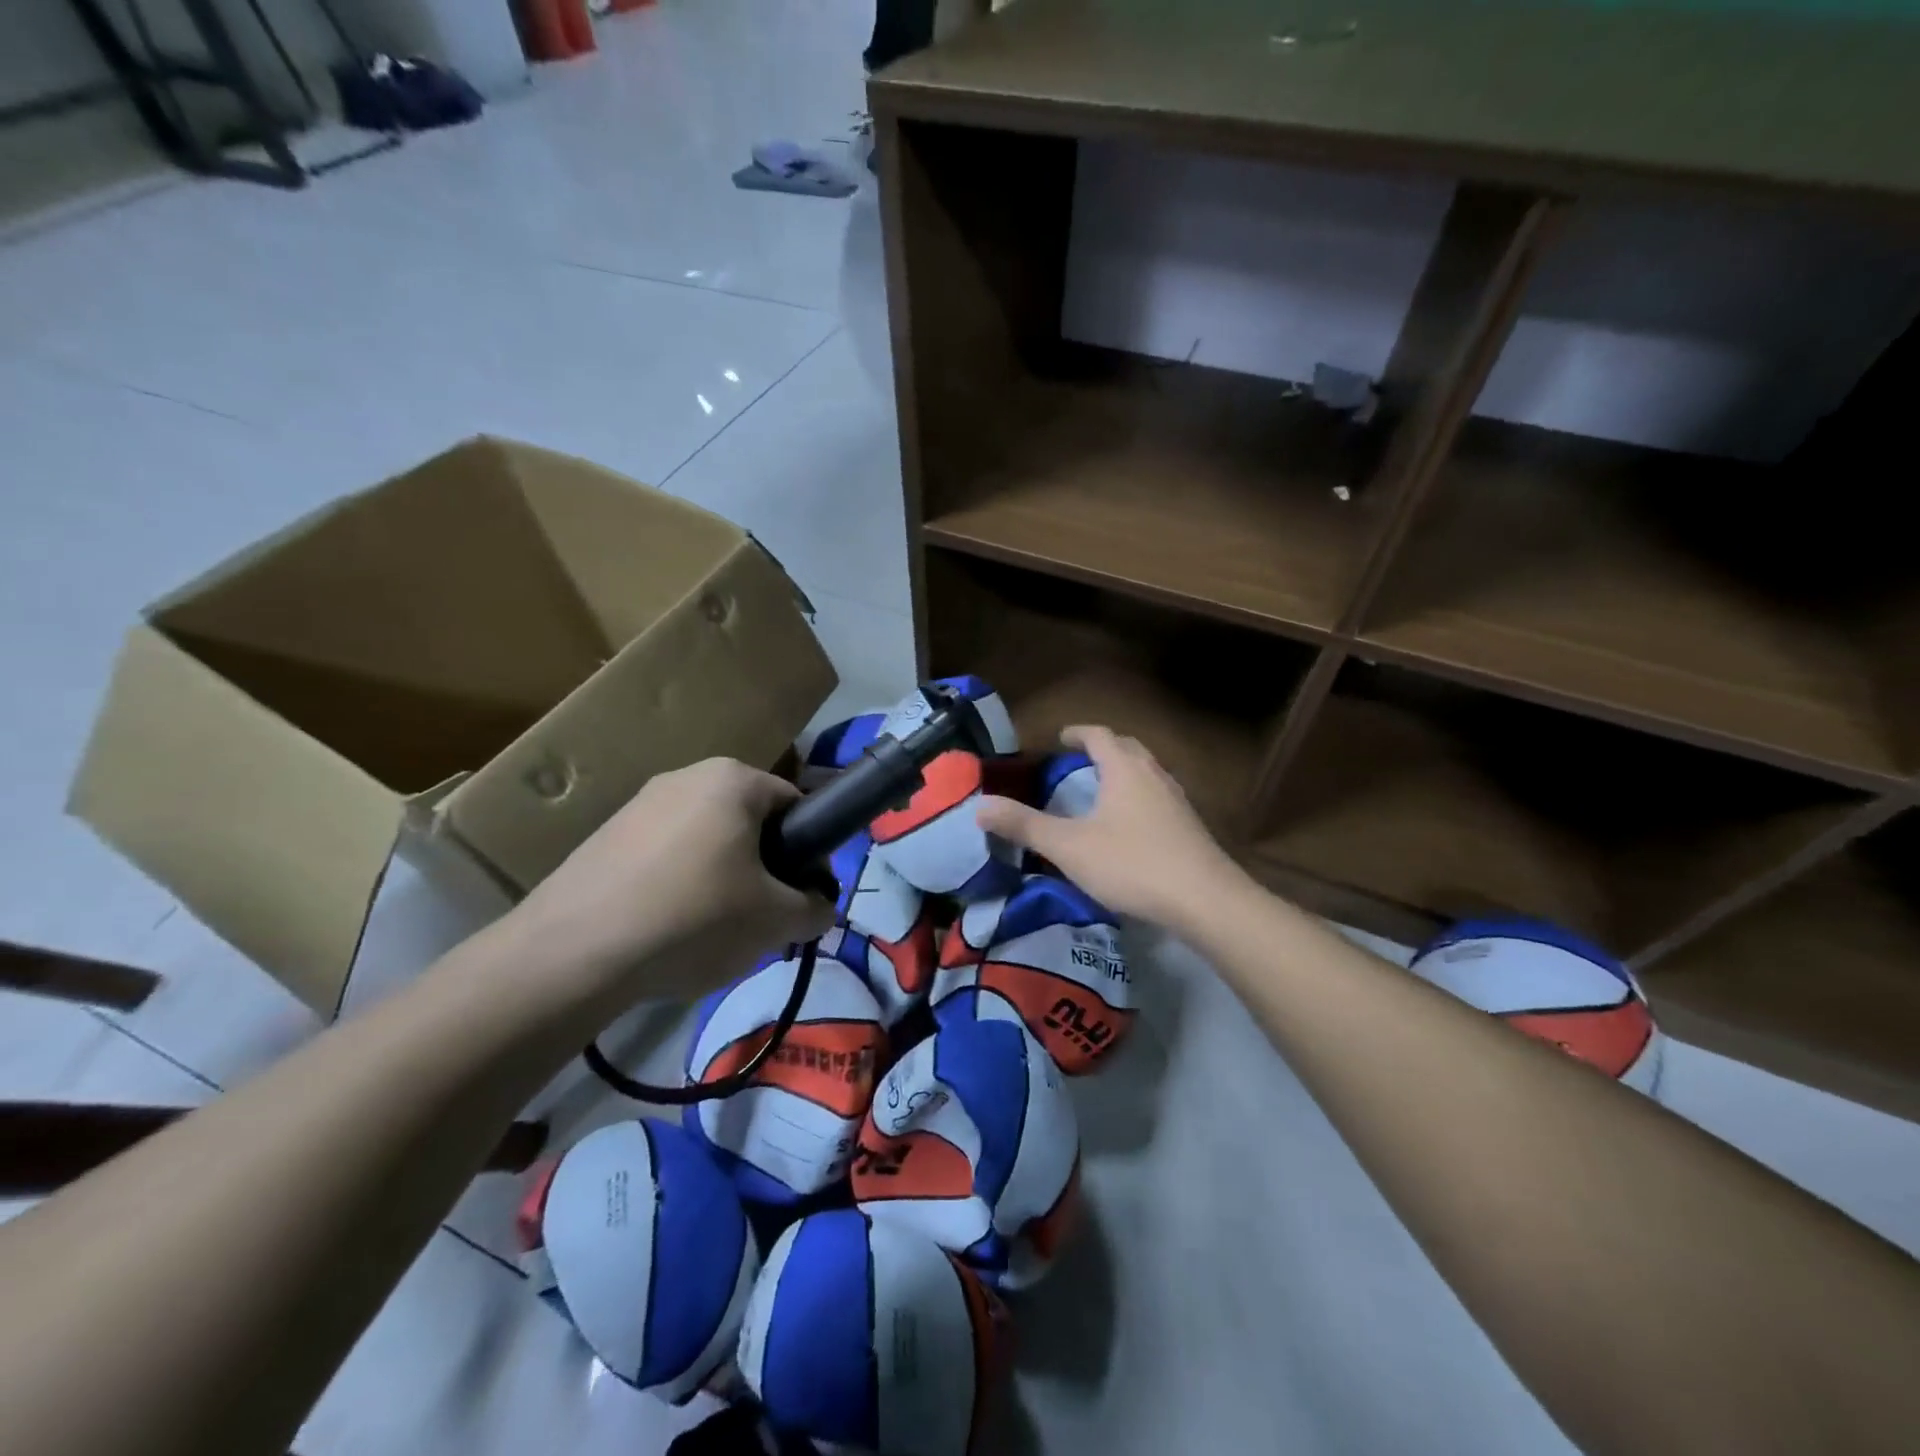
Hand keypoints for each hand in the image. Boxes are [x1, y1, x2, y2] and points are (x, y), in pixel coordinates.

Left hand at [512, 759, 833, 1004]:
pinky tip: (666, 933)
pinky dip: (677, 888)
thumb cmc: (693, 917)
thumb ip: (815, 909)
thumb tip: (819, 906)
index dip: (810, 854)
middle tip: (761, 920)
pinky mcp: (604, 837)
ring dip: (721, 880)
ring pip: (706, 843)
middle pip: (749, 824)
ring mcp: (639, 804)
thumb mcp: (775, 921)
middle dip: (763, 869)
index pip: (796, 806)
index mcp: (733, 779)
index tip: (803, 898)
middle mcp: (686, 776)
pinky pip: (664, 858)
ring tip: (710, 933)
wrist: (571, 952)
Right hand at [975, 726, 1250, 934]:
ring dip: (1125, 773)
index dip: (1077, 733)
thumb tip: (980, 806)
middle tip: (1080, 762)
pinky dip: (1140, 798)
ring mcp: (1177, 800)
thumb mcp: (1069, 846)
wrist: (1205, 900)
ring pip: (1148, 773)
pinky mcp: (1191, 826)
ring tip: (1104, 791)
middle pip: (1128, 748)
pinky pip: (1160, 797)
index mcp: (1124, 769)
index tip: (1060, 739)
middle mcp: (1154, 775)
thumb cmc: (1132, 864)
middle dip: (1103, 749)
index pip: (1099, 735)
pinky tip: (1132, 826)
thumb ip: (1024, 825)